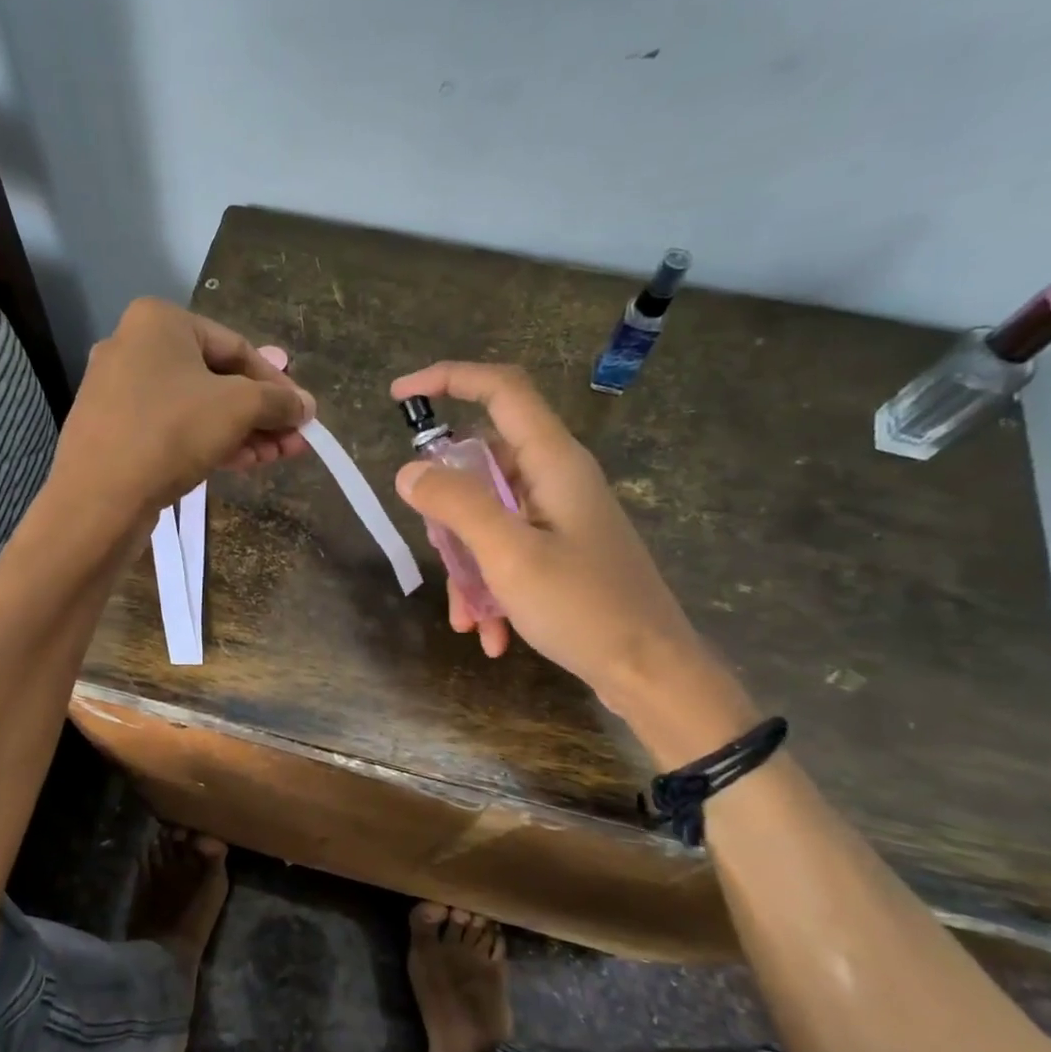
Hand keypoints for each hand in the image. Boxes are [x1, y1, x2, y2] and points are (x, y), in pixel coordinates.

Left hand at [54, 298, 314, 522]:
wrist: (99, 499)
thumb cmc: (171, 433)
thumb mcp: (238, 408)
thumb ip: (278, 401)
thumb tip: (306, 405)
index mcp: (159, 322)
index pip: (237, 347)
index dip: (277, 384)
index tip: (303, 416)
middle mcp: (134, 347)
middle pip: (217, 379)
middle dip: (260, 415)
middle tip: (292, 444)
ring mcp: (119, 390)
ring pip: (196, 407)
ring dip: (241, 433)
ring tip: (273, 460)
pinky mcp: (114, 430)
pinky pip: (172, 428)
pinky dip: (208, 442)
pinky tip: (241, 464)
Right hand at [389, 362, 729, 725]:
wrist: (651, 673)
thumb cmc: (583, 608)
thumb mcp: (509, 555)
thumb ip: (456, 505)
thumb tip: (409, 471)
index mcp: (554, 462)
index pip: (501, 390)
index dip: (450, 378)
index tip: (399, 395)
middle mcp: (559, 480)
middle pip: (484, 464)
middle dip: (449, 511)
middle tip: (439, 552)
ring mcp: (562, 517)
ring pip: (490, 516)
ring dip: (468, 564)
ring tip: (468, 618)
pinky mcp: (563, 551)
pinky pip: (509, 551)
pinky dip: (491, 586)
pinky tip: (491, 634)